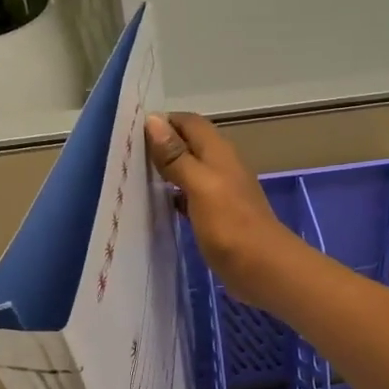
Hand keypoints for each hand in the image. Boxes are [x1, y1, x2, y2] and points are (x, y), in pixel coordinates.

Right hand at [145, 112, 303, 307]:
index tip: (130, 132)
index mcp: (218, 152)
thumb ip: (177, 156)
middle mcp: (221, 166)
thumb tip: (153, 119)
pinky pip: (192, 197)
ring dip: (167, 171)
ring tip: (133, 177)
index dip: (163, 121)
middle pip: (189, 145)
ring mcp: (221, 192)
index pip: (189, 122)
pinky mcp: (218, 217)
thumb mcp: (199, 185)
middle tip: (126, 155)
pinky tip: (157, 206)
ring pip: (190, 171)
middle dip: (161, 145)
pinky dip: (175, 196)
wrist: (263, 268)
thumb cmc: (230, 224)